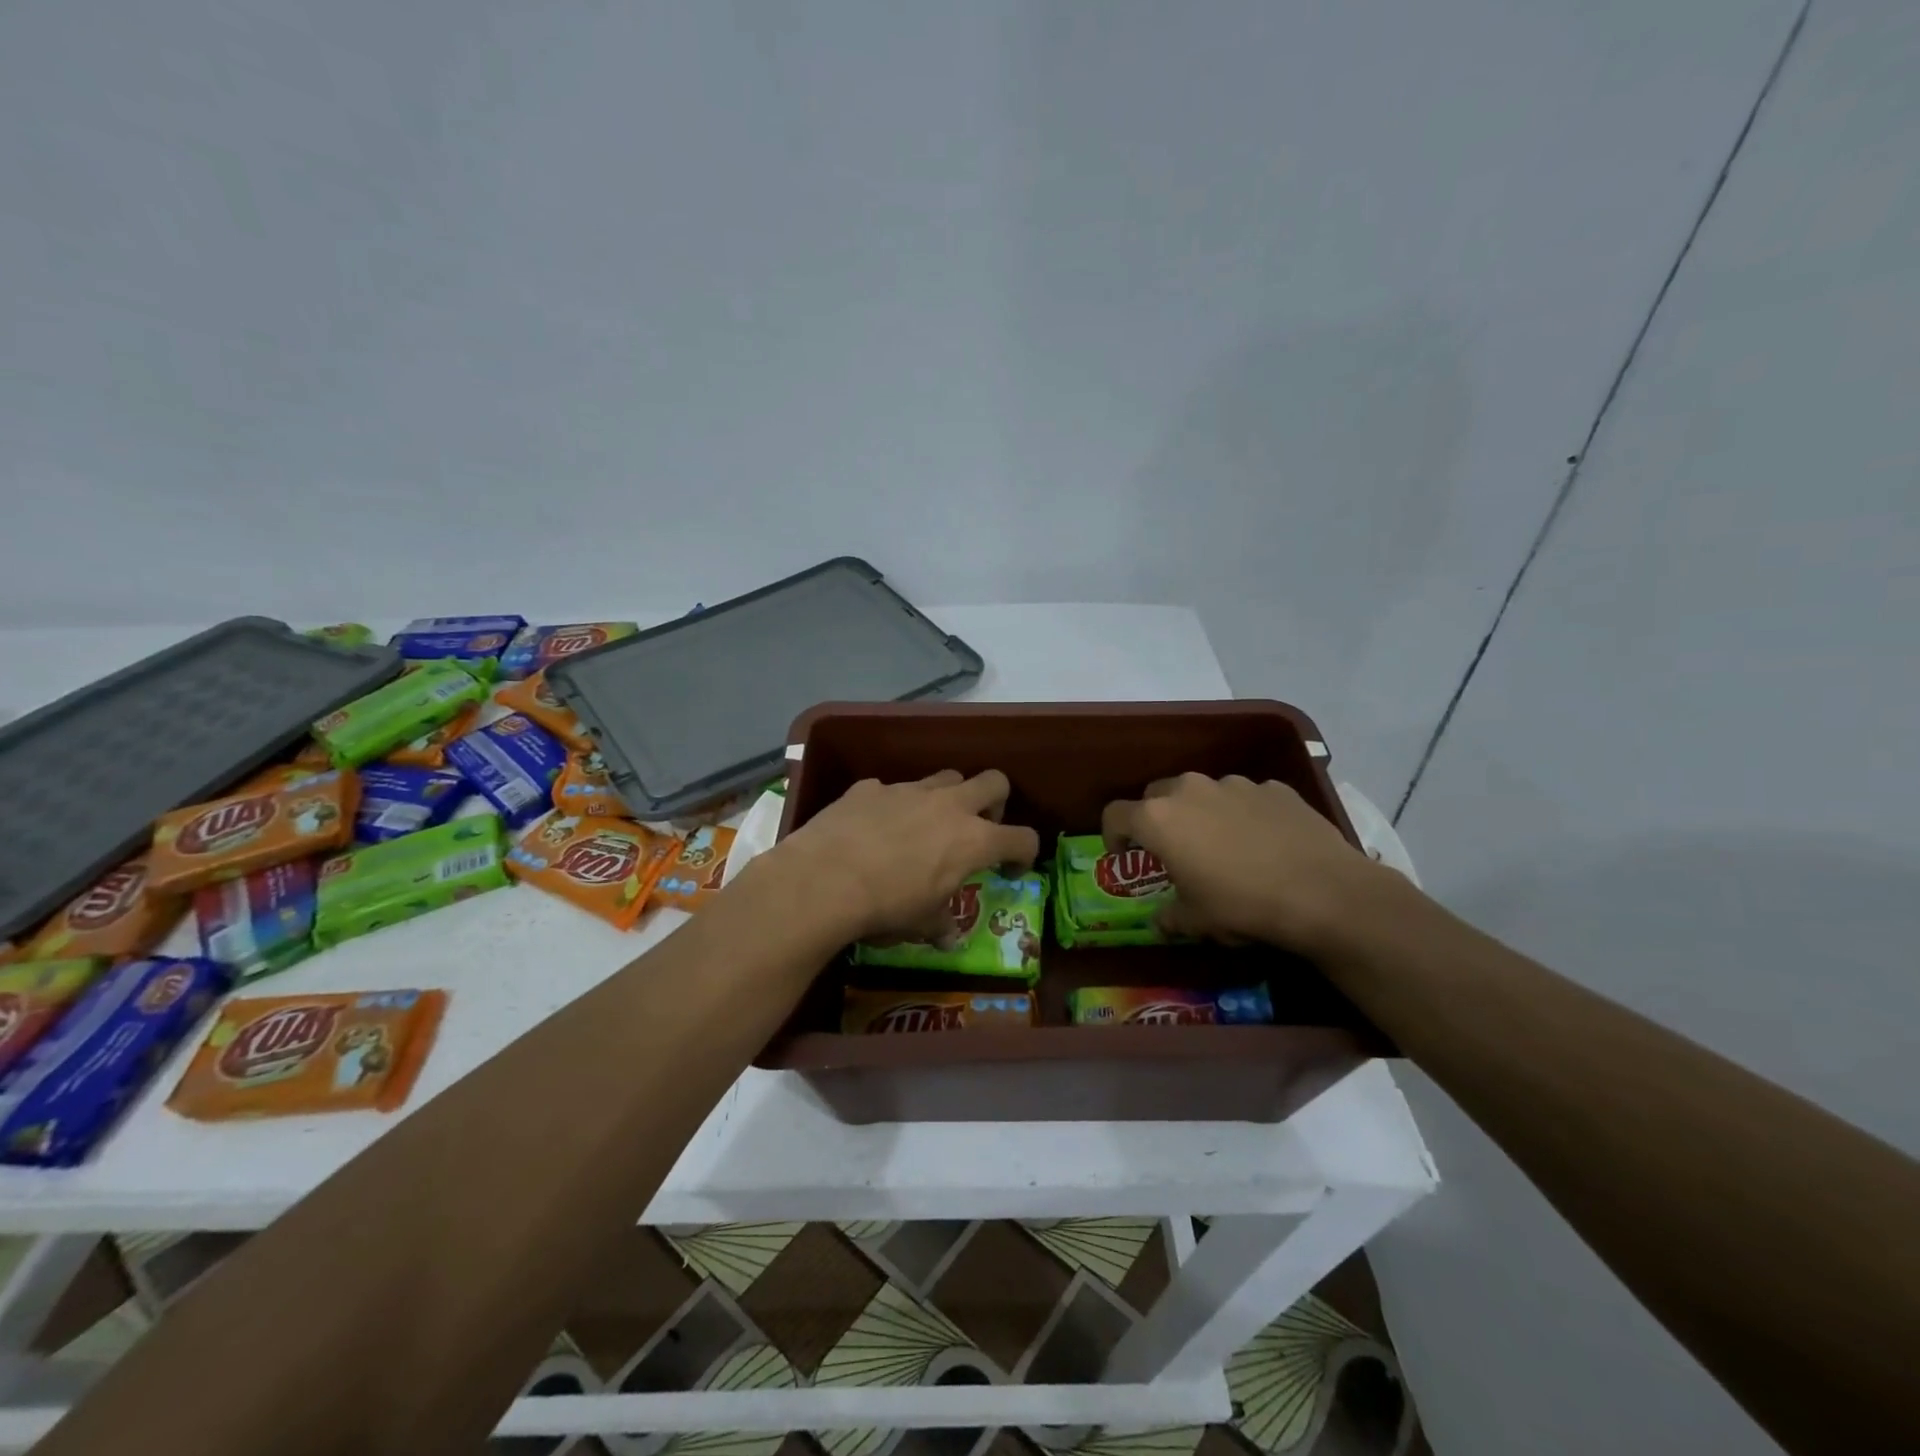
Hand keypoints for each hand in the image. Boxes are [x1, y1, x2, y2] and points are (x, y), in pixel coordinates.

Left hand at [773, 771, 1039, 943]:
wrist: (825, 879)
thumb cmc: (887, 907)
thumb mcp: (921, 924)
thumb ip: (941, 925)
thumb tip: (949, 939)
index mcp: (973, 840)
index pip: (1022, 838)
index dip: (1024, 853)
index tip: (1011, 868)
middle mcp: (948, 806)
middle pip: (994, 781)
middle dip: (995, 802)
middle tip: (978, 827)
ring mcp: (908, 790)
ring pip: (945, 777)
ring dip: (947, 796)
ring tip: (928, 824)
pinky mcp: (870, 788)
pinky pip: (891, 789)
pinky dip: (891, 805)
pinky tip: (874, 828)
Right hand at [1102, 773, 1385, 953]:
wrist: (1322, 893)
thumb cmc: (1241, 905)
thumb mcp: (1196, 921)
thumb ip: (1169, 916)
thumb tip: (1160, 921)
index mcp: (1158, 819)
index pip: (1115, 814)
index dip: (1113, 835)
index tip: (1124, 855)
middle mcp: (1190, 790)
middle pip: (1157, 795)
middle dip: (1157, 819)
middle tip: (1172, 850)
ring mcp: (1234, 784)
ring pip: (1203, 792)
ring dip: (1201, 813)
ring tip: (1223, 846)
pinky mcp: (1274, 787)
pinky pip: (1245, 797)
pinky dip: (1243, 814)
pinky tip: (1264, 842)